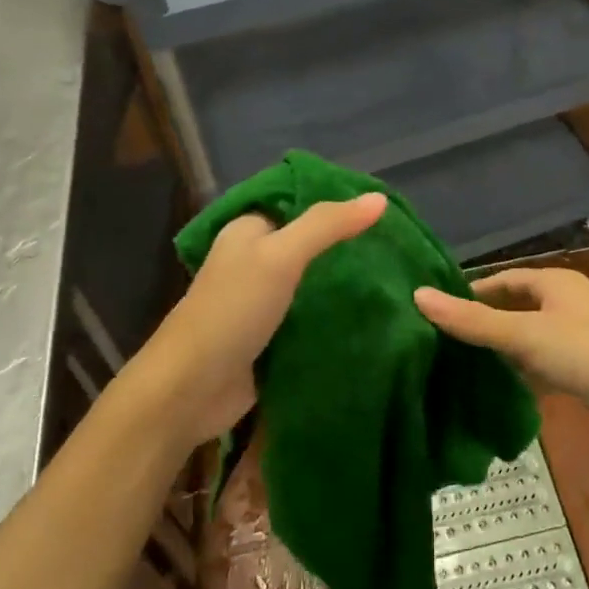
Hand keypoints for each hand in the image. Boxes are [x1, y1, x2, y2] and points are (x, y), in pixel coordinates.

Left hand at [123, 192, 386, 450]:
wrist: (191, 389)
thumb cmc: (232, 311)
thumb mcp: (280, 256)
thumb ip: (327, 226)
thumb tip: (379, 198)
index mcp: (248, 232)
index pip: (299, 205)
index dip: (338, 205)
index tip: (385, 211)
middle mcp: (253, 262)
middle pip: (309, 247)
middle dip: (347, 249)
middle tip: (397, 249)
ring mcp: (262, 304)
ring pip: (312, 285)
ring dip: (345, 286)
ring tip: (396, 281)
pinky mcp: (271, 340)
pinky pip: (310, 321)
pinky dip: (335, 319)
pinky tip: (373, 317)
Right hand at [413, 266, 588, 434]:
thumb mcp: (528, 336)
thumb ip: (473, 321)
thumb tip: (418, 295)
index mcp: (555, 283)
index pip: (501, 280)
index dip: (470, 294)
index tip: (435, 313)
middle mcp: (568, 304)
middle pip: (515, 310)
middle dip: (483, 327)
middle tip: (440, 347)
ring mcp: (582, 338)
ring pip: (530, 342)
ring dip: (503, 355)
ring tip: (459, 373)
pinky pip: (547, 368)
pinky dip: (526, 377)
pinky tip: (502, 396)